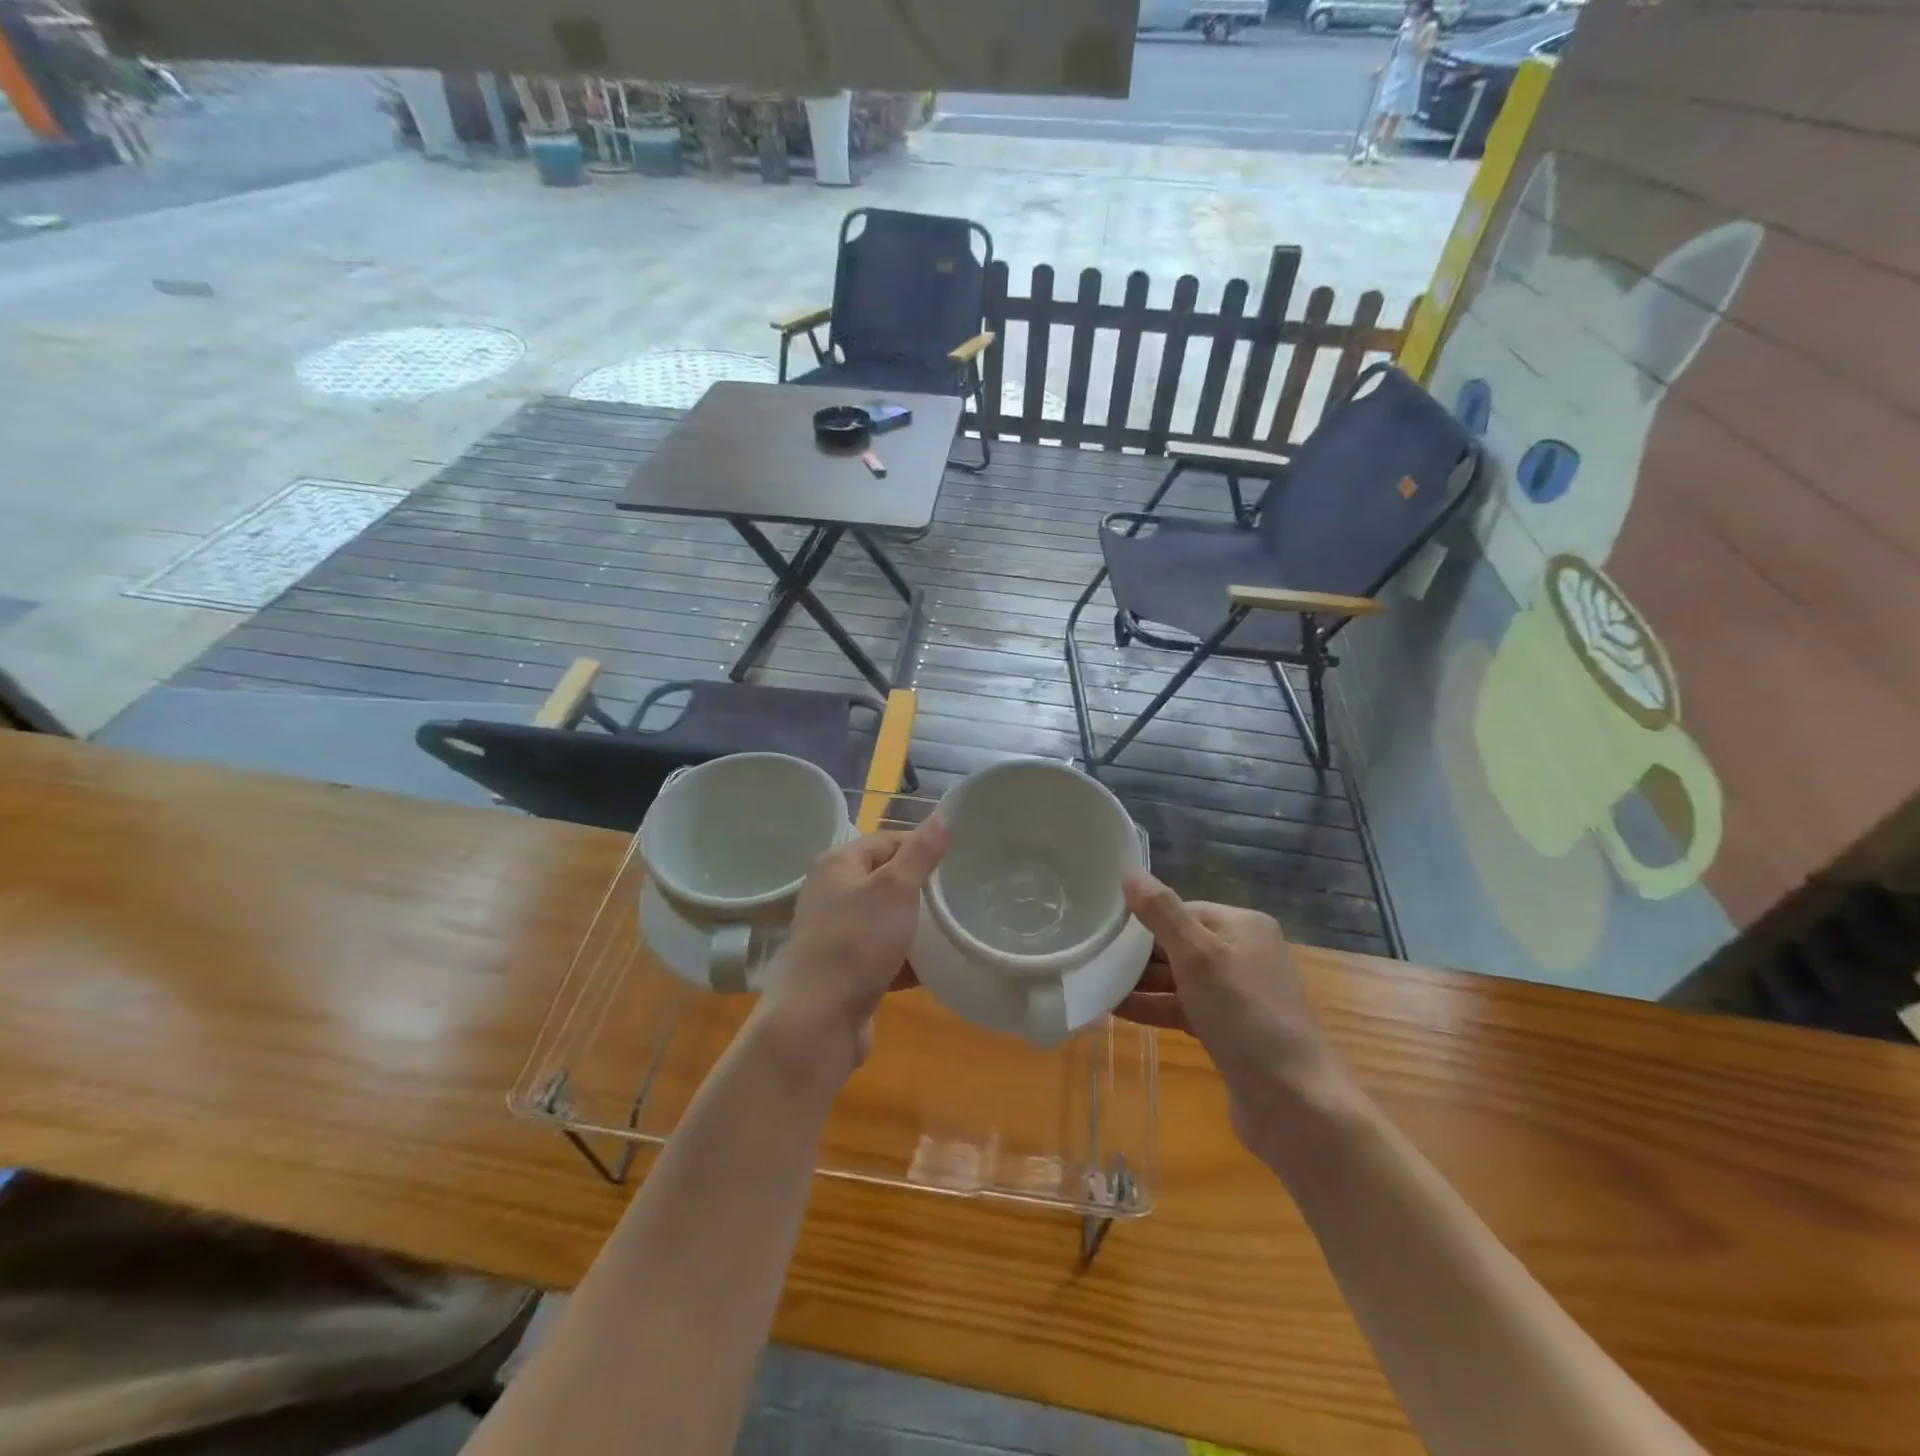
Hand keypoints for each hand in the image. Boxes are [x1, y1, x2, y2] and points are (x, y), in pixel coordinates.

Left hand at [756, 817, 947, 1068]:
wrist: (818, 1020)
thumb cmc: (857, 941)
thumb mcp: (895, 889)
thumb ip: (920, 852)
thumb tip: (941, 816)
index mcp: (838, 863)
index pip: (887, 840)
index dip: (922, 846)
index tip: (959, 859)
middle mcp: (832, 893)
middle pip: (886, 879)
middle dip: (922, 888)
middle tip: (960, 893)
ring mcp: (837, 933)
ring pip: (886, 919)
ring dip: (916, 926)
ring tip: (954, 927)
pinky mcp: (846, 969)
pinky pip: (883, 954)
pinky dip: (907, 958)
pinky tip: (937, 964)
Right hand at [1116, 871, 1352, 1159]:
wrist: (1294, 1104)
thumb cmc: (1245, 1015)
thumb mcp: (1199, 956)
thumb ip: (1162, 913)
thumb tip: (1130, 872)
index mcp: (1243, 927)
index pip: (1182, 910)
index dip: (1144, 919)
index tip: (1103, 928)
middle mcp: (1244, 955)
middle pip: (1178, 943)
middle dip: (1137, 953)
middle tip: (1092, 956)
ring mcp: (1237, 996)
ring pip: (1178, 979)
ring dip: (1139, 982)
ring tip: (1094, 982)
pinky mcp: (1228, 1032)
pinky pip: (1182, 1008)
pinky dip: (1153, 1007)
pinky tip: (1114, 1010)